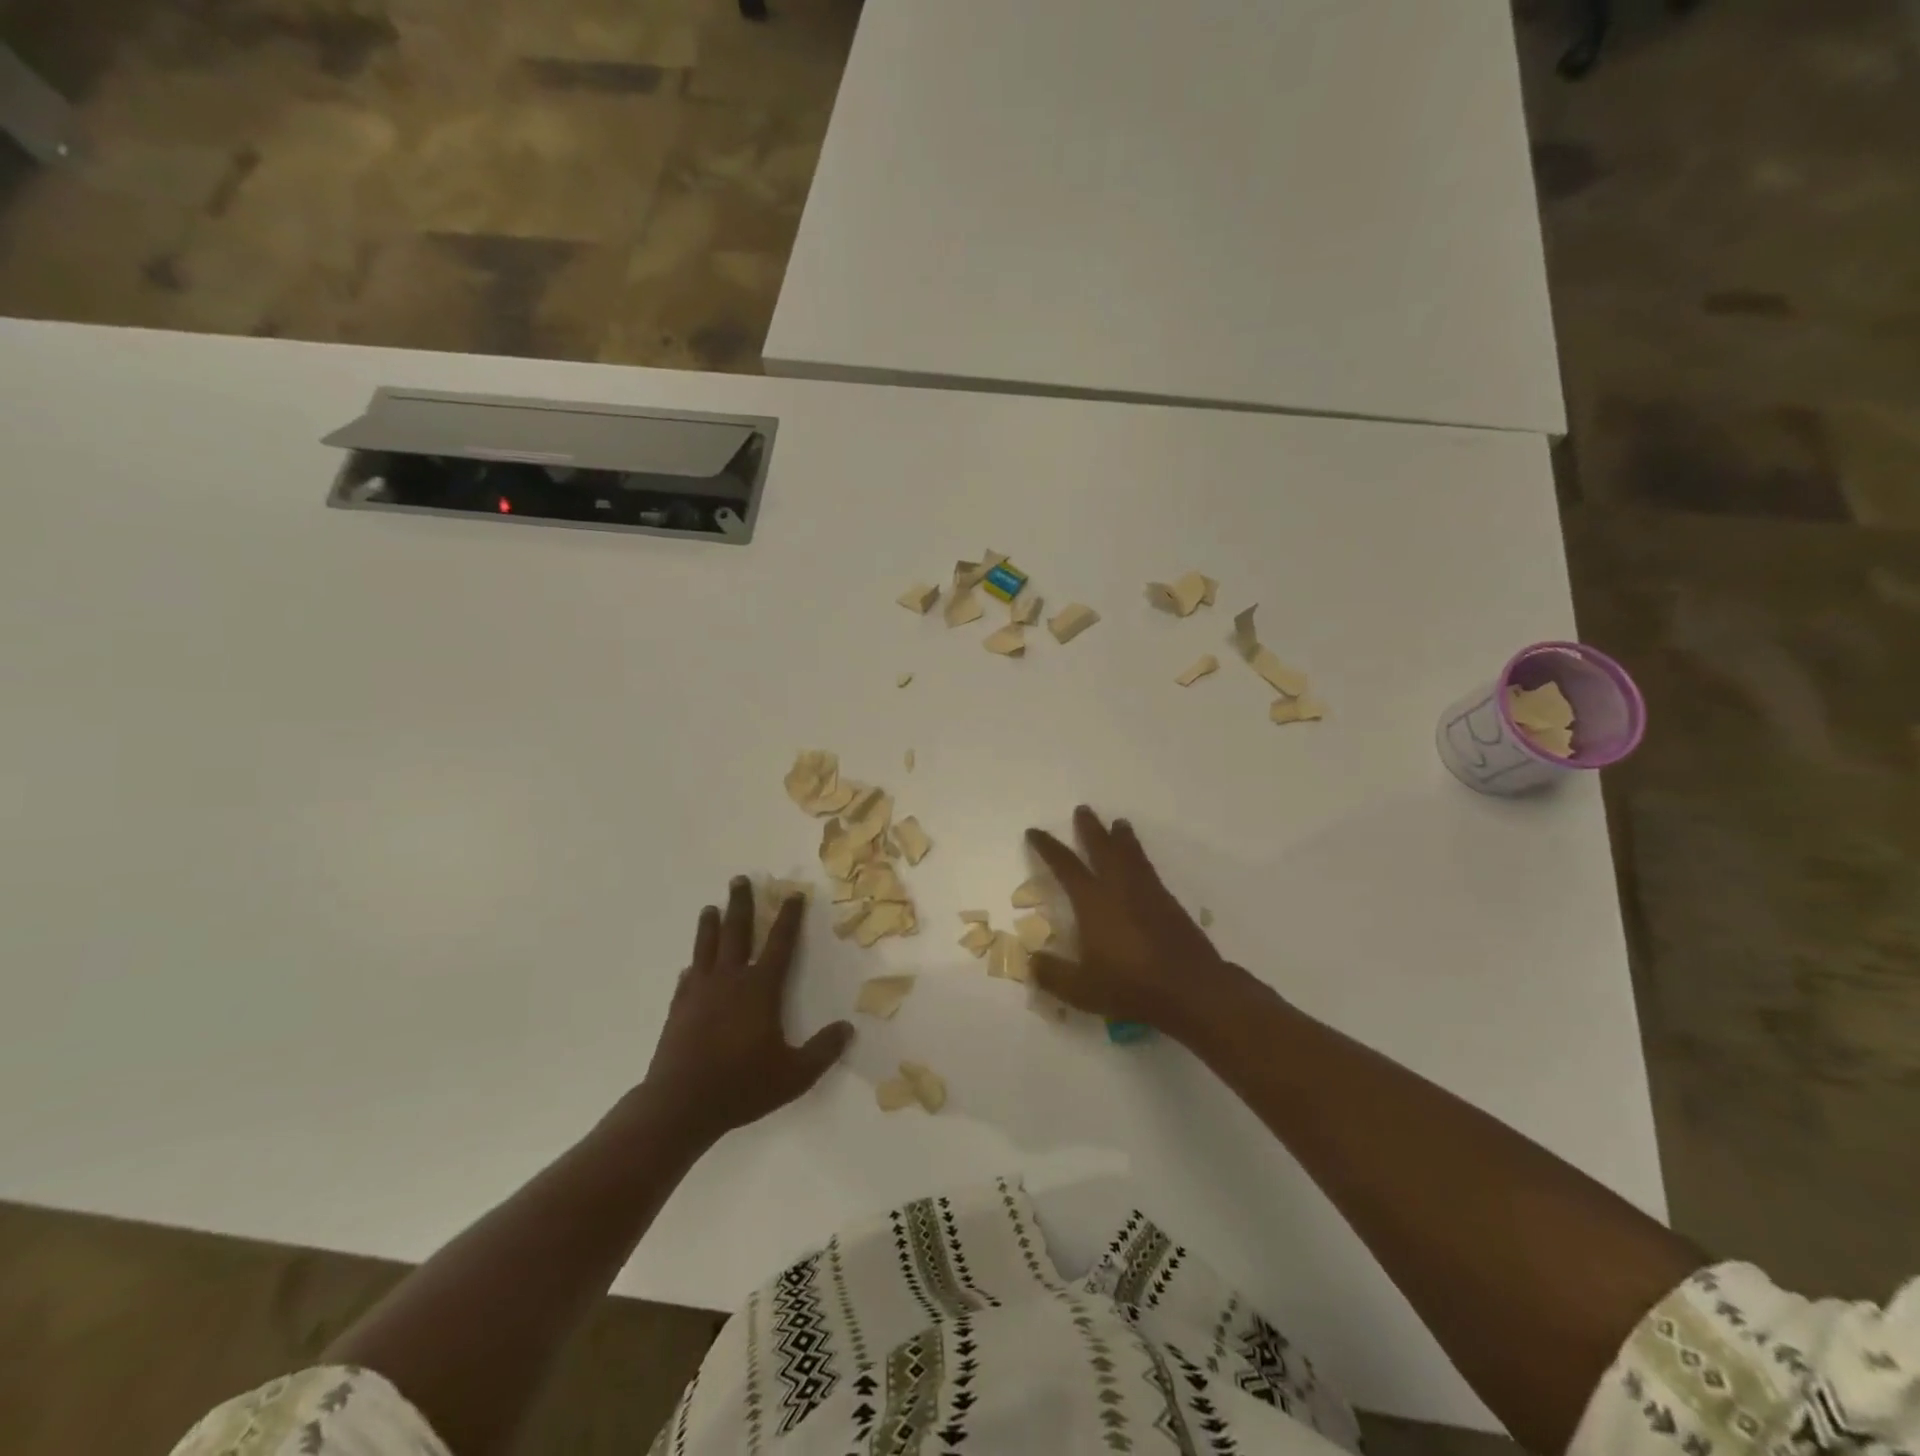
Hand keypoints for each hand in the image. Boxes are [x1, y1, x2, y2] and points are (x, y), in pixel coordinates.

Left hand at [643, 877, 853, 1144]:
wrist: (680, 1104)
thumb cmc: (742, 1085)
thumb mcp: (794, 1074)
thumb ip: (823, 1051)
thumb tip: (848, 1029)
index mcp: (760, 988)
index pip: (780, 943)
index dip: (789, 917)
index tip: (793, 894)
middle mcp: (730, 980)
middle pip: (737, 932)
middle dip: (741, 904)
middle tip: (739, 879)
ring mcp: (700, 992)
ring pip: (706, 948)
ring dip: (710, 925)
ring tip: (711, 907)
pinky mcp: (679, 1009)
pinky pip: (687, 978)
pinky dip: (692, 966)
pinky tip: (690, 966)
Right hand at [1025, 807, 1255, 1043]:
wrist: (1192, 989)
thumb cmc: (1131, 987)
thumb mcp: (1082, 989)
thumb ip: (1052, 974)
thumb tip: (1031, 963)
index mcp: (1093, 902)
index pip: (1065, 866)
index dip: (1048, 847)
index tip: (1035, 832)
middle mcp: (1119, 888)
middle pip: (1102, 848)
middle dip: (1090, 829)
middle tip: (1083, 810)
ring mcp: (1147, 893)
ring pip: (1131, 854)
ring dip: (1122, 837)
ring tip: (1119, 823)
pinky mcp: (1169, 903)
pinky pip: (1149, 869)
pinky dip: (1140, 857)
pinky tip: (1141, 863)